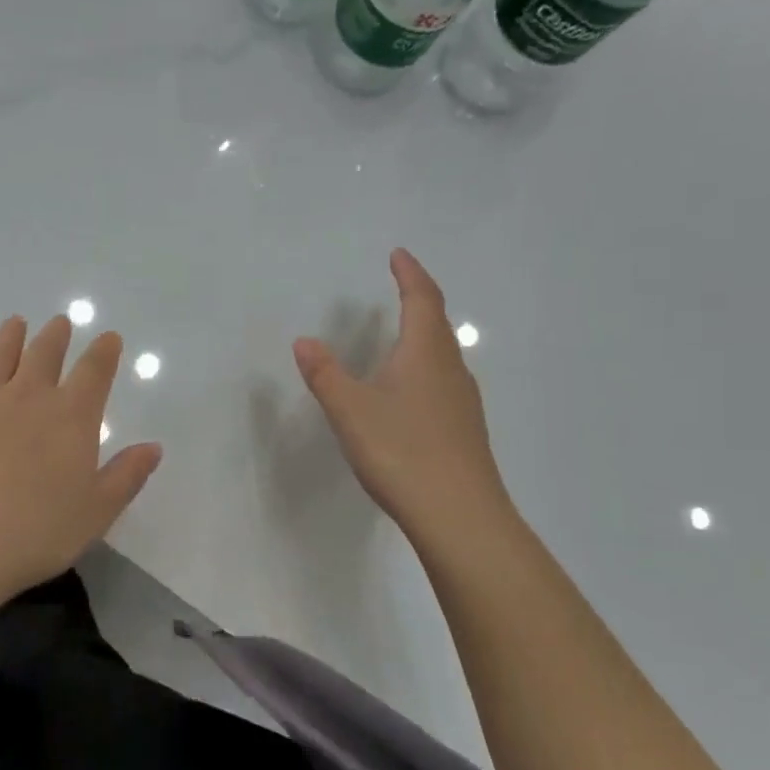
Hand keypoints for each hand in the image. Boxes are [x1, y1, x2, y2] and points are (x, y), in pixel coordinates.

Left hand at [0, 315, 163, 617]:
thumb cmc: (38, 533)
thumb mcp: (97, 512)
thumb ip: (127, 475)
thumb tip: (154, 447)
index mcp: (71, 418)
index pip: (94, 373)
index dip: (104, 352)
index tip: (109, 337)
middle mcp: (29, 400)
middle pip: (45, 356)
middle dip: (56, 337)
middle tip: (60, 322)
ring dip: (9, 338)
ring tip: (15, 321)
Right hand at [293, 248, 512, 537]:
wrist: (458, 515)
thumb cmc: (401, 451)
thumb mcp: (351, 410)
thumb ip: (325, 374)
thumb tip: (305, 341)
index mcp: (425, 354)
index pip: (422, 300)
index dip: (410, 274)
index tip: (399, 255)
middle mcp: (451, 370)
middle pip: (438, 325)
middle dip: (419, 301)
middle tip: (401, 287)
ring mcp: (463, 402)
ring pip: (443, 356)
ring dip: (424, 336)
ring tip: (402, 336)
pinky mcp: (464, 430)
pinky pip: (443, 383)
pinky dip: (425, 369)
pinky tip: (411, 393)